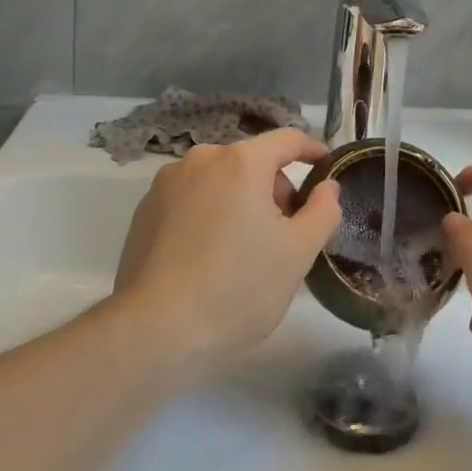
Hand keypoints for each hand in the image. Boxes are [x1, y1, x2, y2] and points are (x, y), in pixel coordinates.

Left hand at [113, 130, 341, 371]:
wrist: (155, 332)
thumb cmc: (237, 288)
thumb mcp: (297, 253)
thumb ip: (322, 210)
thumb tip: (327, 186)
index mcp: (242, 162)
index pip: (288, 139)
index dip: (312, 150)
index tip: (325, 167)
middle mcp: (202, 159)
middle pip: (252, 161)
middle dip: (273, 188)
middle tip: (283, 232)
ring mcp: (167, 183)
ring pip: (219, 179)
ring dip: (239, 199)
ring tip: (243, 248)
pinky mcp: (144, 210)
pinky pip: (190, 198)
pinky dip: (208, 212)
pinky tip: (207, 255)